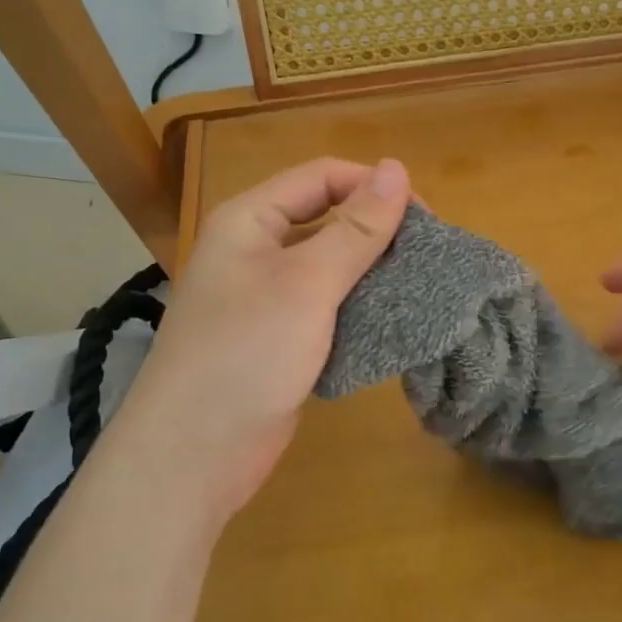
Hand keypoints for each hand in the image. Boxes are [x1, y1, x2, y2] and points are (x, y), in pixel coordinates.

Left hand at [110, 156, 409, 522]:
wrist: (194, 454)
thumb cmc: (247, 352)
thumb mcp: (307, 283)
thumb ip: (355, 228)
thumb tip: (397, 167)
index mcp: (249, 220)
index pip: (321, 177)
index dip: (373, 186)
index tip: (426, 217)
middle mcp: (254, 251)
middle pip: (326, 219)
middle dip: (377, 231)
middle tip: (428, 254)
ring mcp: (264, 298)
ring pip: (329, 267)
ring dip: (372, 272)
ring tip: (420, 285)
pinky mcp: (278, 339)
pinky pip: (325, 308)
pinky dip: (357, 309)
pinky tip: (392, 321)